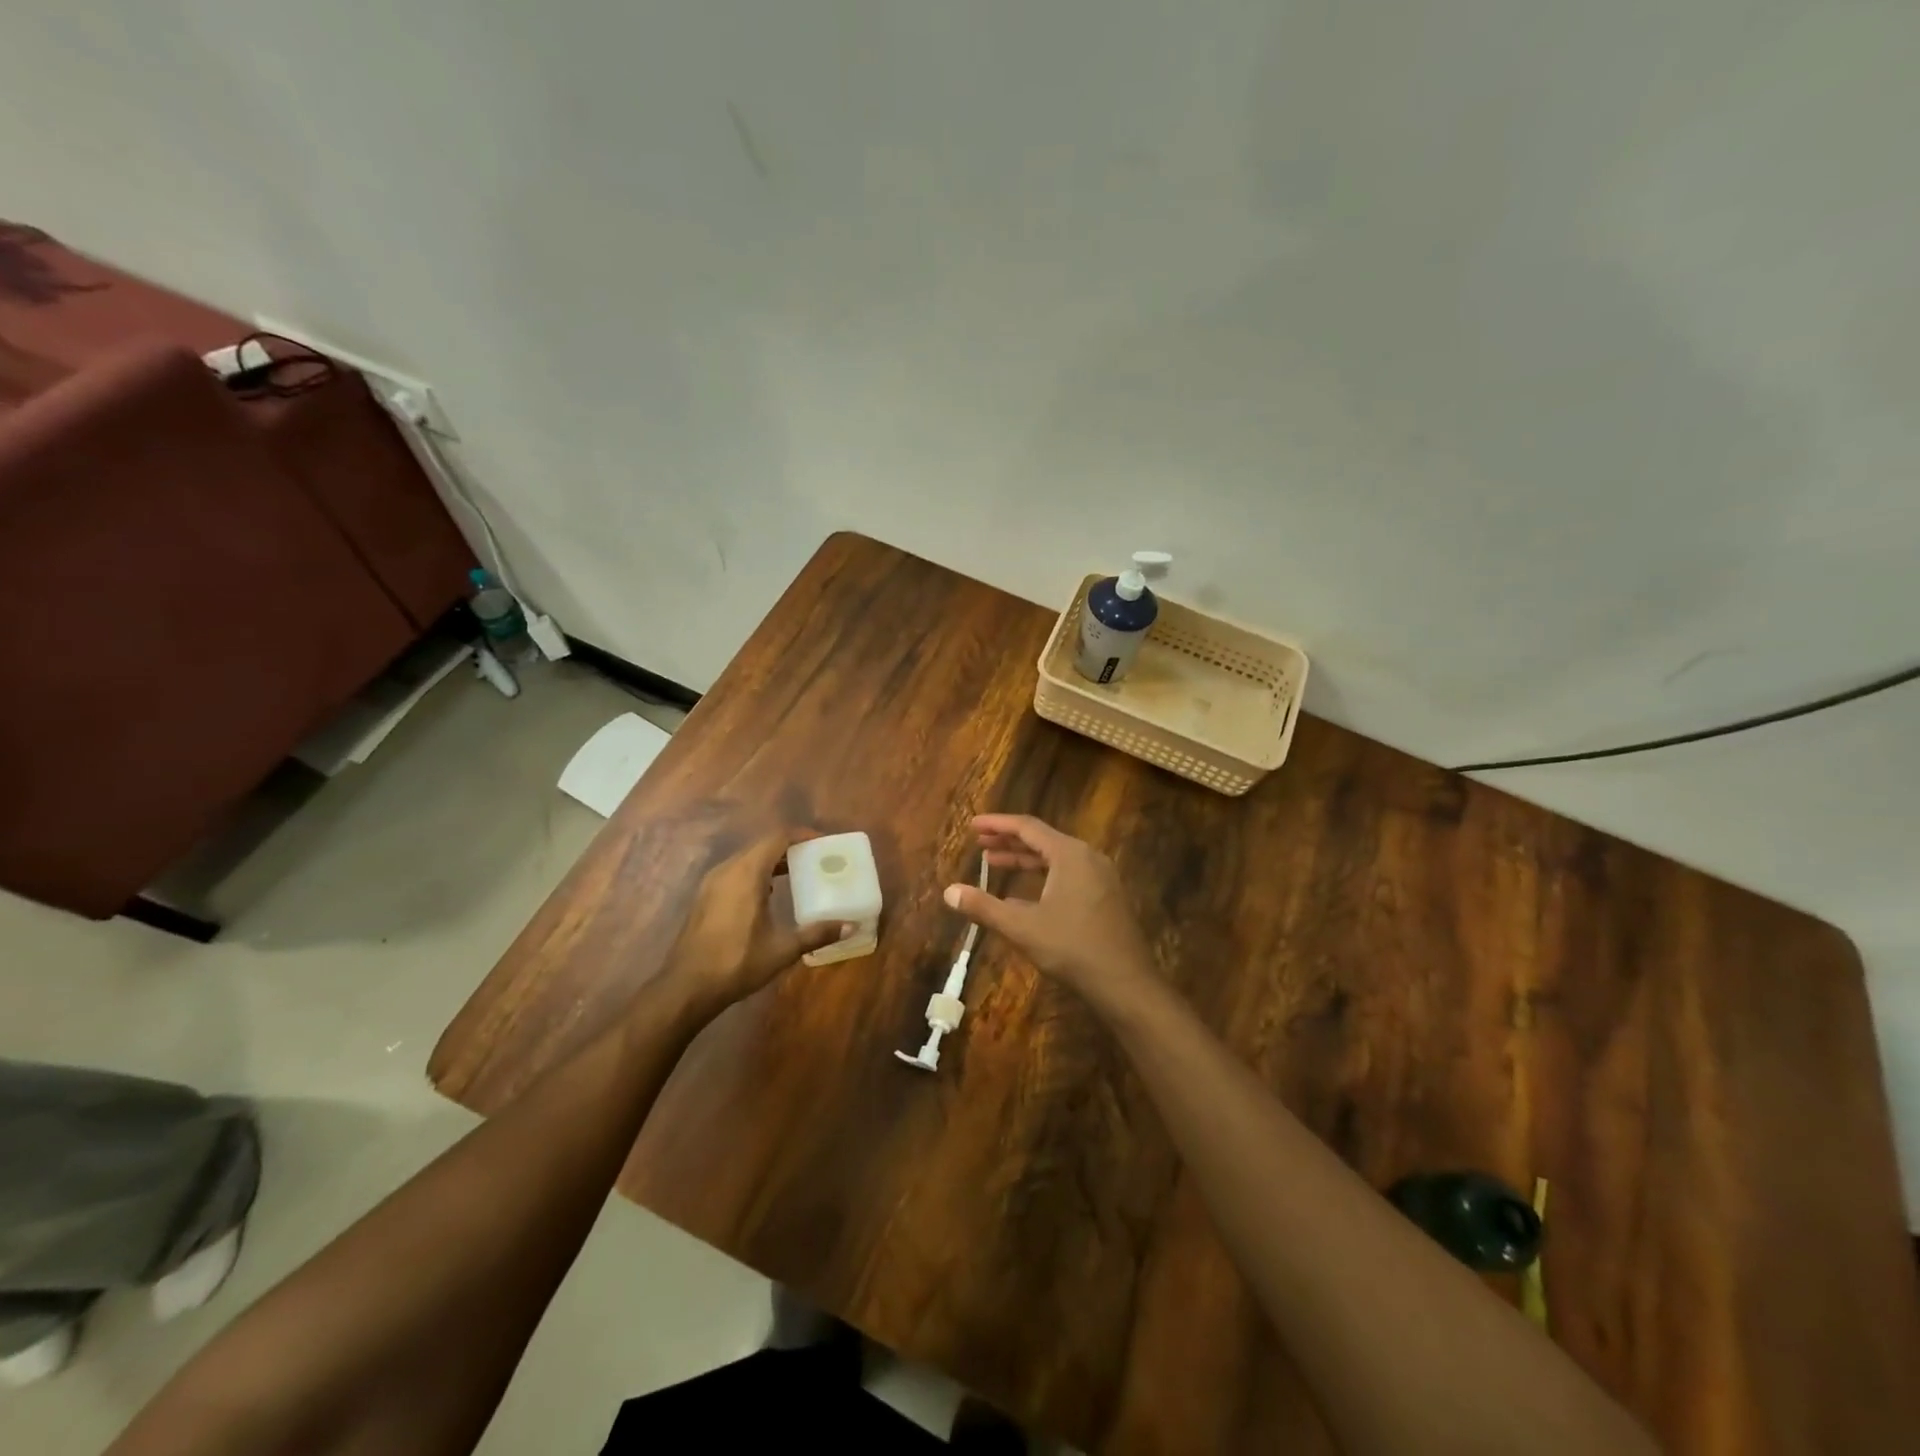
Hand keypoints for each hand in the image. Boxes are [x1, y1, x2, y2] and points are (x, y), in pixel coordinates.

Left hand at [663, 827, 843, 1008]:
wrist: (686, 987)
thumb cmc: (736, 963)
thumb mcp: (782, 949)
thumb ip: (817, 933)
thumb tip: (851, 926)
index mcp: (746, 873)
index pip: (778, 838)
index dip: (802, 835)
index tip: (823, 843)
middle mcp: (727, 869)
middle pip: (762, 845)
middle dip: (790, 847)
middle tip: (815, 858)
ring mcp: (712, 882)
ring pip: (747, 857)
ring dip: (772, 860)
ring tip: (797, 873)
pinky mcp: (705, 896)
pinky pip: (735, 871)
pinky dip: (756, 872)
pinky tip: (769, 893)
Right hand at [944, 814, 1154, 997]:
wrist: (1126, 983)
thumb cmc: (1072, 948)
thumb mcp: (1022, 928)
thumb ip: (984, 907)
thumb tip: (949, 892)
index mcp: (1069, 854)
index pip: (1027, 827)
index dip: (997, 824)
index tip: (973, 825)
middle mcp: (1088, 857)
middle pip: (1042, 839)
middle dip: (1008, 841)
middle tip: (979, 843)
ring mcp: (1100, 877)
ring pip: (1056, 858)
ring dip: (1024, 859)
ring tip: (994, 862)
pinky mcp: (1106, 896)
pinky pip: (1068, 874)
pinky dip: (1042, 876)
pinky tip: (1022, 894)